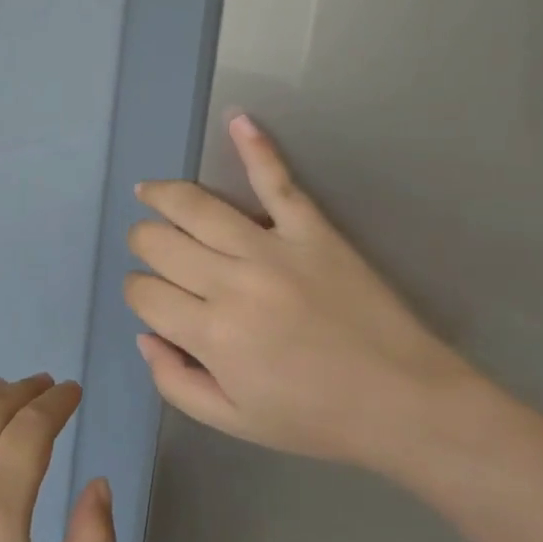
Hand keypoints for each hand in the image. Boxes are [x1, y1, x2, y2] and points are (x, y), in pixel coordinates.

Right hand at [125, 114, 480, 476]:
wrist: (404, 402)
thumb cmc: (315, 418)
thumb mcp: (232, 421)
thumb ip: (174, 381)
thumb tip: (145, 334)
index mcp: (210, 333)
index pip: (144, 292)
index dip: (137, 293)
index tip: (152, 300)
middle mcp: (231, 282)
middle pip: (159, 242)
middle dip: (143, 244)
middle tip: (152, 251)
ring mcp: (273, 249)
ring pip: (197, 206)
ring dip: (162, 195)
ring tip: (149, 192)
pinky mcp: (312, 230)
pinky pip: (276, 181)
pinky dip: (255, 148)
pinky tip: (238, 120)